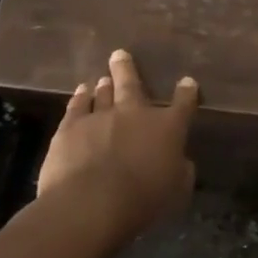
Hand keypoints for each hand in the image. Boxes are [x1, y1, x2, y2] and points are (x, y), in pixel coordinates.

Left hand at [37, 49, 198, 243]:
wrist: (92, 203)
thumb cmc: (143, 200)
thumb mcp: (177, 189)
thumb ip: (180, 170)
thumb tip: (180, 160)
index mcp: (168, 127)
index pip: (183, 104)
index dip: (187, 92)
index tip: (187, 82)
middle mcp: (135, 114)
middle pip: (133, 85)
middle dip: (128, 69)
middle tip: (121, 54)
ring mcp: (101, 117)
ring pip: (104, 92)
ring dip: (105, 83)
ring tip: (104, 75)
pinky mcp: (70, 128)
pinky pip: (77, 106)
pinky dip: (80, 97)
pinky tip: (81, 91)